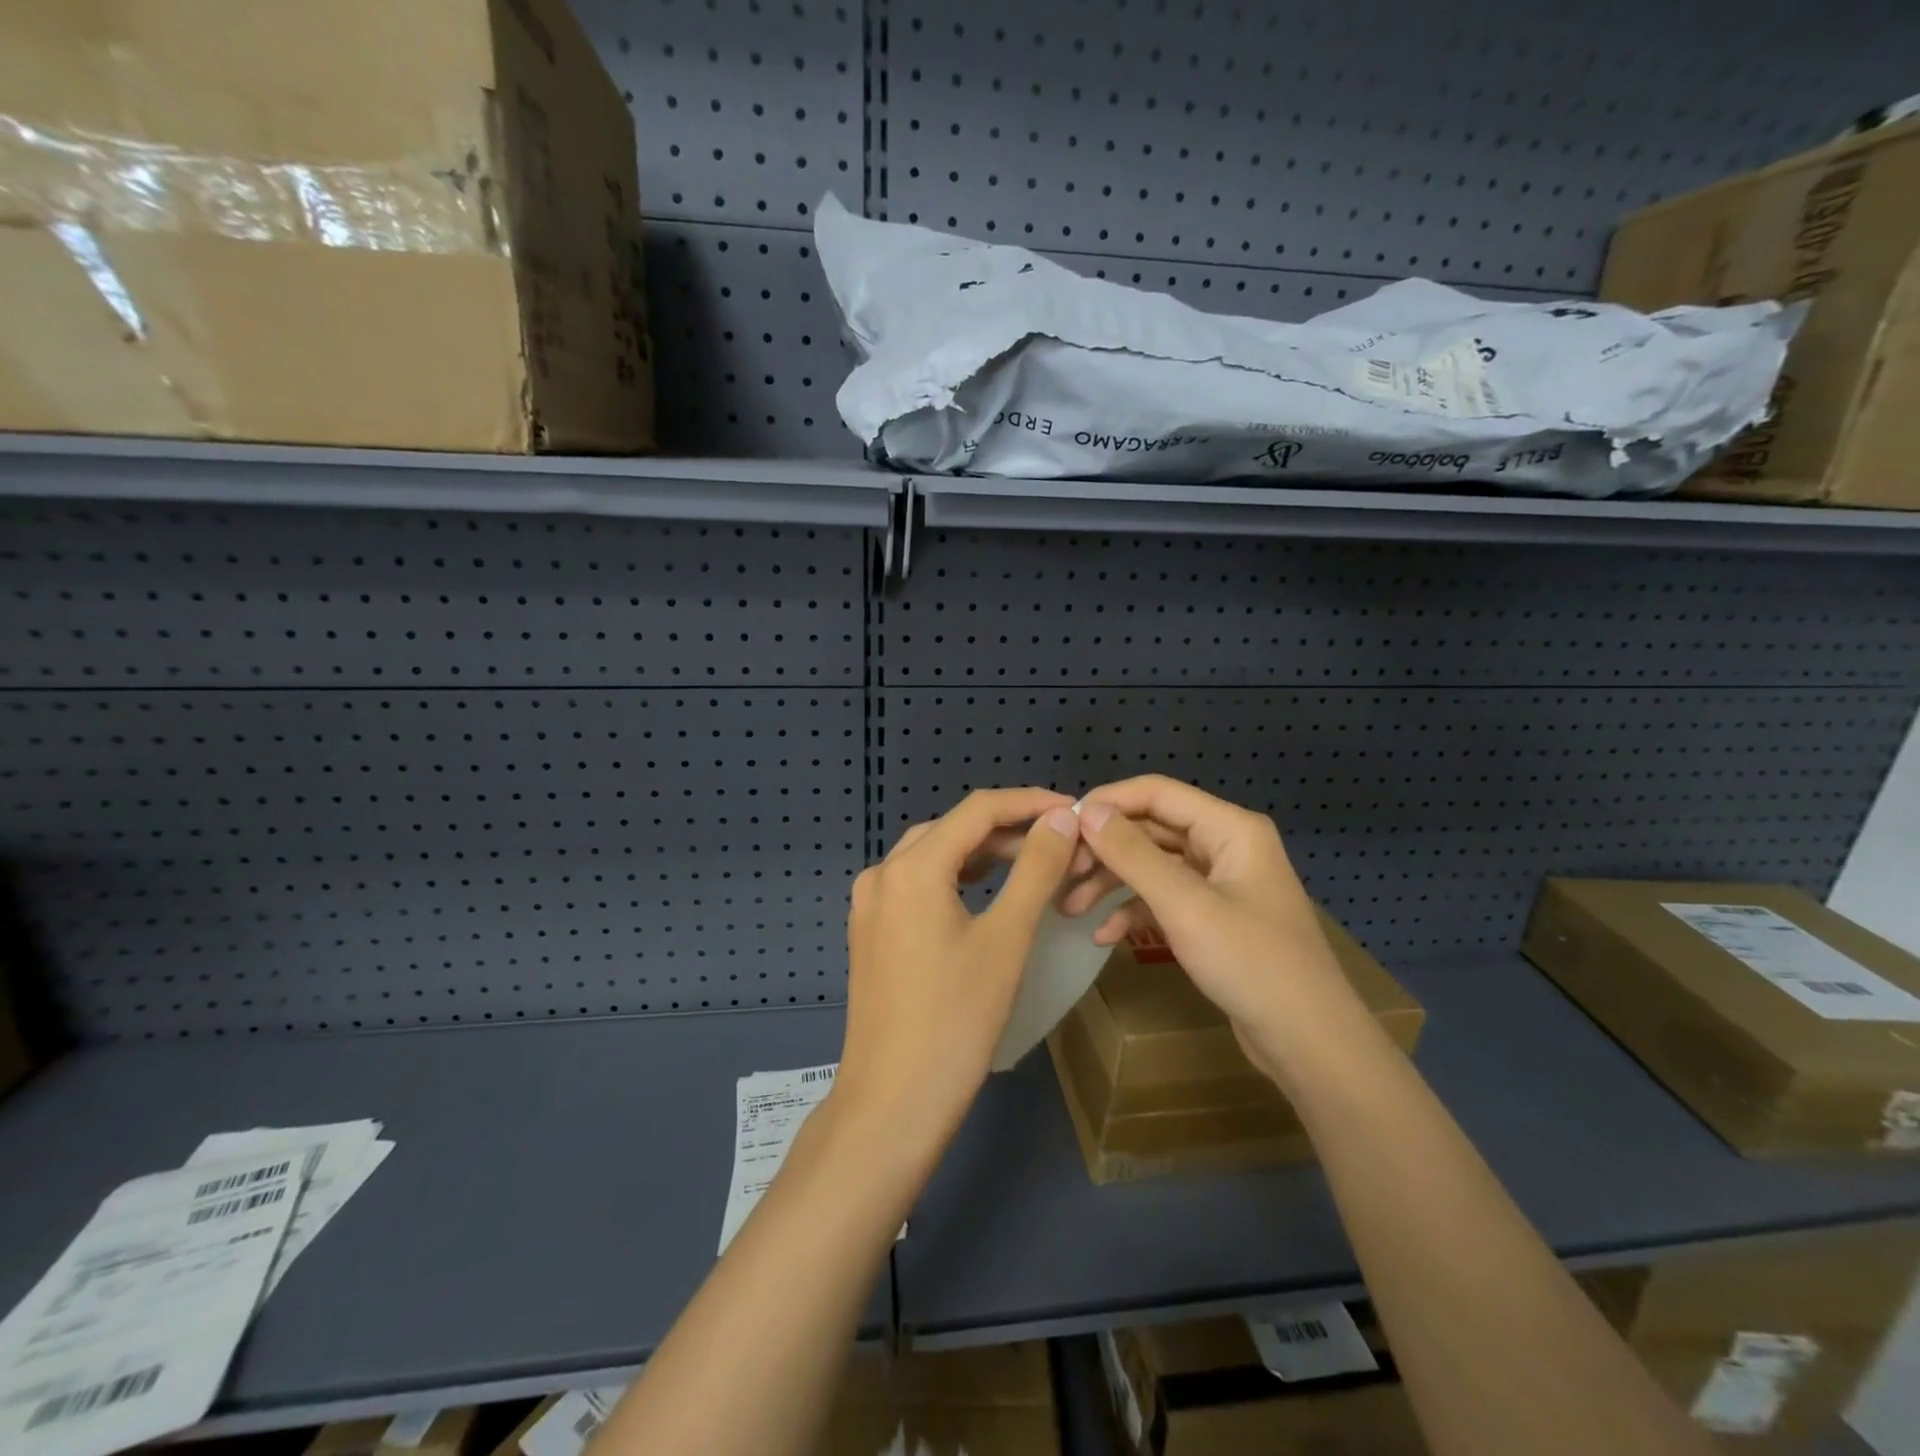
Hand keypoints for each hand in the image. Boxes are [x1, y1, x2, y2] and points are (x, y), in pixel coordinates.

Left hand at [833, 788, 1081, 1159]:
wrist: (892, 1104)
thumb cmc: (956, 1021)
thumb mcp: (1006, 939)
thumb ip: (1036, 869)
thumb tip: (1062, 817)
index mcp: (911, 867)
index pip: (978, 809)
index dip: (1029, 802)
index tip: (1074, 810)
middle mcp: (882, 873)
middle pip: (952, 829)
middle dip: (1007, 828)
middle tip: (1061, 841)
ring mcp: (870, 904)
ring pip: (933, 856)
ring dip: (982, 853)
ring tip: (1033, 860)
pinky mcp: (871, 931)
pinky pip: (918, 884)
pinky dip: (956, 878)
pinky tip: (986, 890)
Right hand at [1064, 776, 1370, 1086]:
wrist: (1308, 1042)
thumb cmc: (1250, 963)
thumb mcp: (1184, 905)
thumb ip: (1133, 854)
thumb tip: (1086, 811)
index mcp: (1230, 827)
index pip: (1156, 792)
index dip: (1108, 802)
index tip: (1061, 825)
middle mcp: (1225, 844)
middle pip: (1151, 828)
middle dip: (1105, 849)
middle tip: (1061, 872)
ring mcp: (1219, 882)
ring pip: (1153, 865)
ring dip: (1112, 882)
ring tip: (1070, 908)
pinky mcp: (1213, 916)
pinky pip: (1164, 898)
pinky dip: (1134, 911)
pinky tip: (1104, 936)